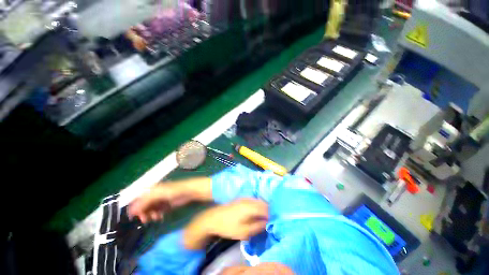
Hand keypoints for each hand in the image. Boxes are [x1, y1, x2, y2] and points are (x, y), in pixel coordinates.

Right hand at [127, 184, 189, 222]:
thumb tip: (132, 211)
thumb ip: (145, 201)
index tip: (134, 217)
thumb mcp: (158, 194)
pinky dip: (157, 215)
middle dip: (143, 213)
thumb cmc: (174, 191)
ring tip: (154, 218)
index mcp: (152, 189)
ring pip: (151, 209)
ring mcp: (162, 199)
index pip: (138, 199)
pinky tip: (160, 217)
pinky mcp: (168, 204)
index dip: (135, 208)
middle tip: (145, 220)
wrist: (190, 192)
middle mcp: (156, 194)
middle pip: (144, 205)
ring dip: (150, 215)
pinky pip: (158, 211)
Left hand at [184, 198, 268, 249]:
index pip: (266, 209)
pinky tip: (257, 213)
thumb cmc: (228, 226)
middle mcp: (249, 200)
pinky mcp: (242, 199)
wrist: (213, 218)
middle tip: (271, 220)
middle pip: (263, 203)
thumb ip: (257, 226)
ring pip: (259, 201)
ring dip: (264, 208)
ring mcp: (245, 198)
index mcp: (250, 207)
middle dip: (269, 211)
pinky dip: (258, 206)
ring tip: (266, 217)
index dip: (271, 215)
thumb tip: (268, 223)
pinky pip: (254, 201)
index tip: (275, 222)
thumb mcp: (243, 231)